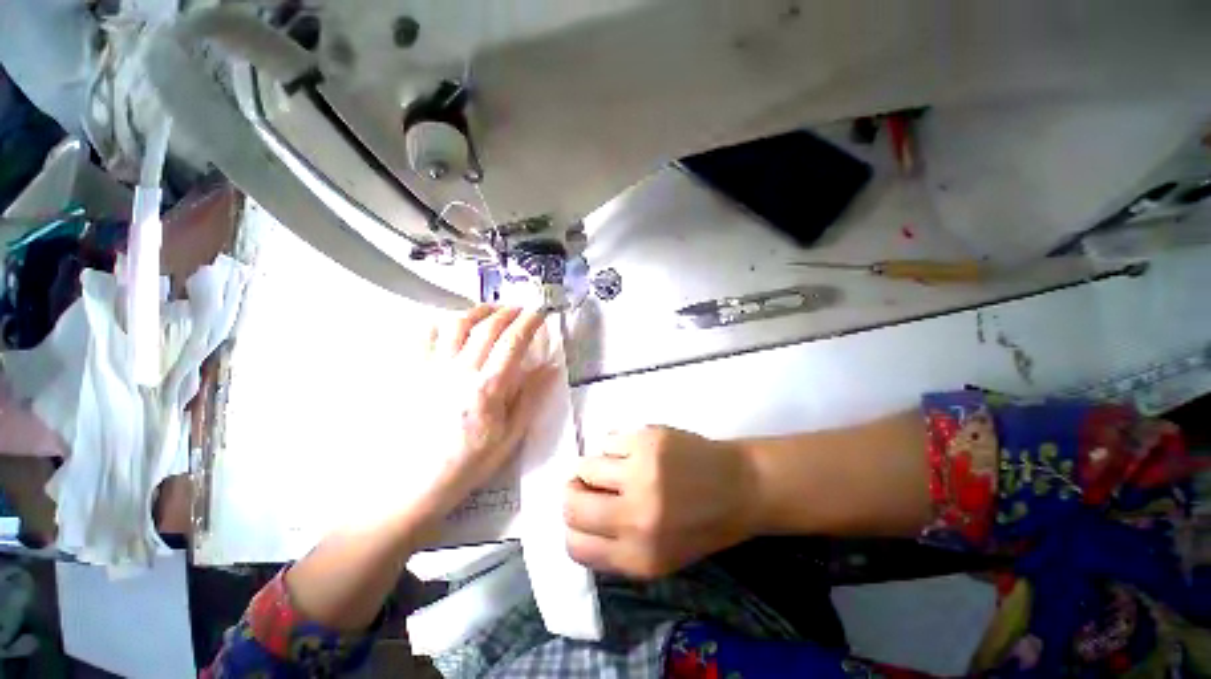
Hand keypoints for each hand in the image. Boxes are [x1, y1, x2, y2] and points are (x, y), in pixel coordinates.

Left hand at [413, 305, 555, 523]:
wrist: (417, 484)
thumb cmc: (470, 462)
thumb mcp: (511, 435)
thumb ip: (530, 396)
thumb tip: (549, 367)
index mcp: (488, 387)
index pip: (513, 342)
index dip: (529, 323)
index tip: (539, 314)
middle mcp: (461, 370)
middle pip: (487, 327)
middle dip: (508, 312)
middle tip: (520, 309)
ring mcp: (433, 369)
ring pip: (456, 325)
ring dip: (478, 311)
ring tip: (491, 310)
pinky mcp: (414, 374)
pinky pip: (423, 337)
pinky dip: (439, 324)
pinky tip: (450, 325)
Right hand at [564, 426, 758, 578]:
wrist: (741, 487)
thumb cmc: (701, 526)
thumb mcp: (660, 558)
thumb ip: (615, 549)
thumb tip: (577, 522)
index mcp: (639, 556)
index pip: (575, 545)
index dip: (573, 528)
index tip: (582, 514)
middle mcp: (636, 516)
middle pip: (571, 503)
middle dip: (574, 493)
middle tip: (588, 485)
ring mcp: (642, 471)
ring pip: (585, 466)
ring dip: (595, 467)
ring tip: (617, 466)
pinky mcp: (648, 439)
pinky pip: (607, 440)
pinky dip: (614, 446)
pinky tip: (634, 450)